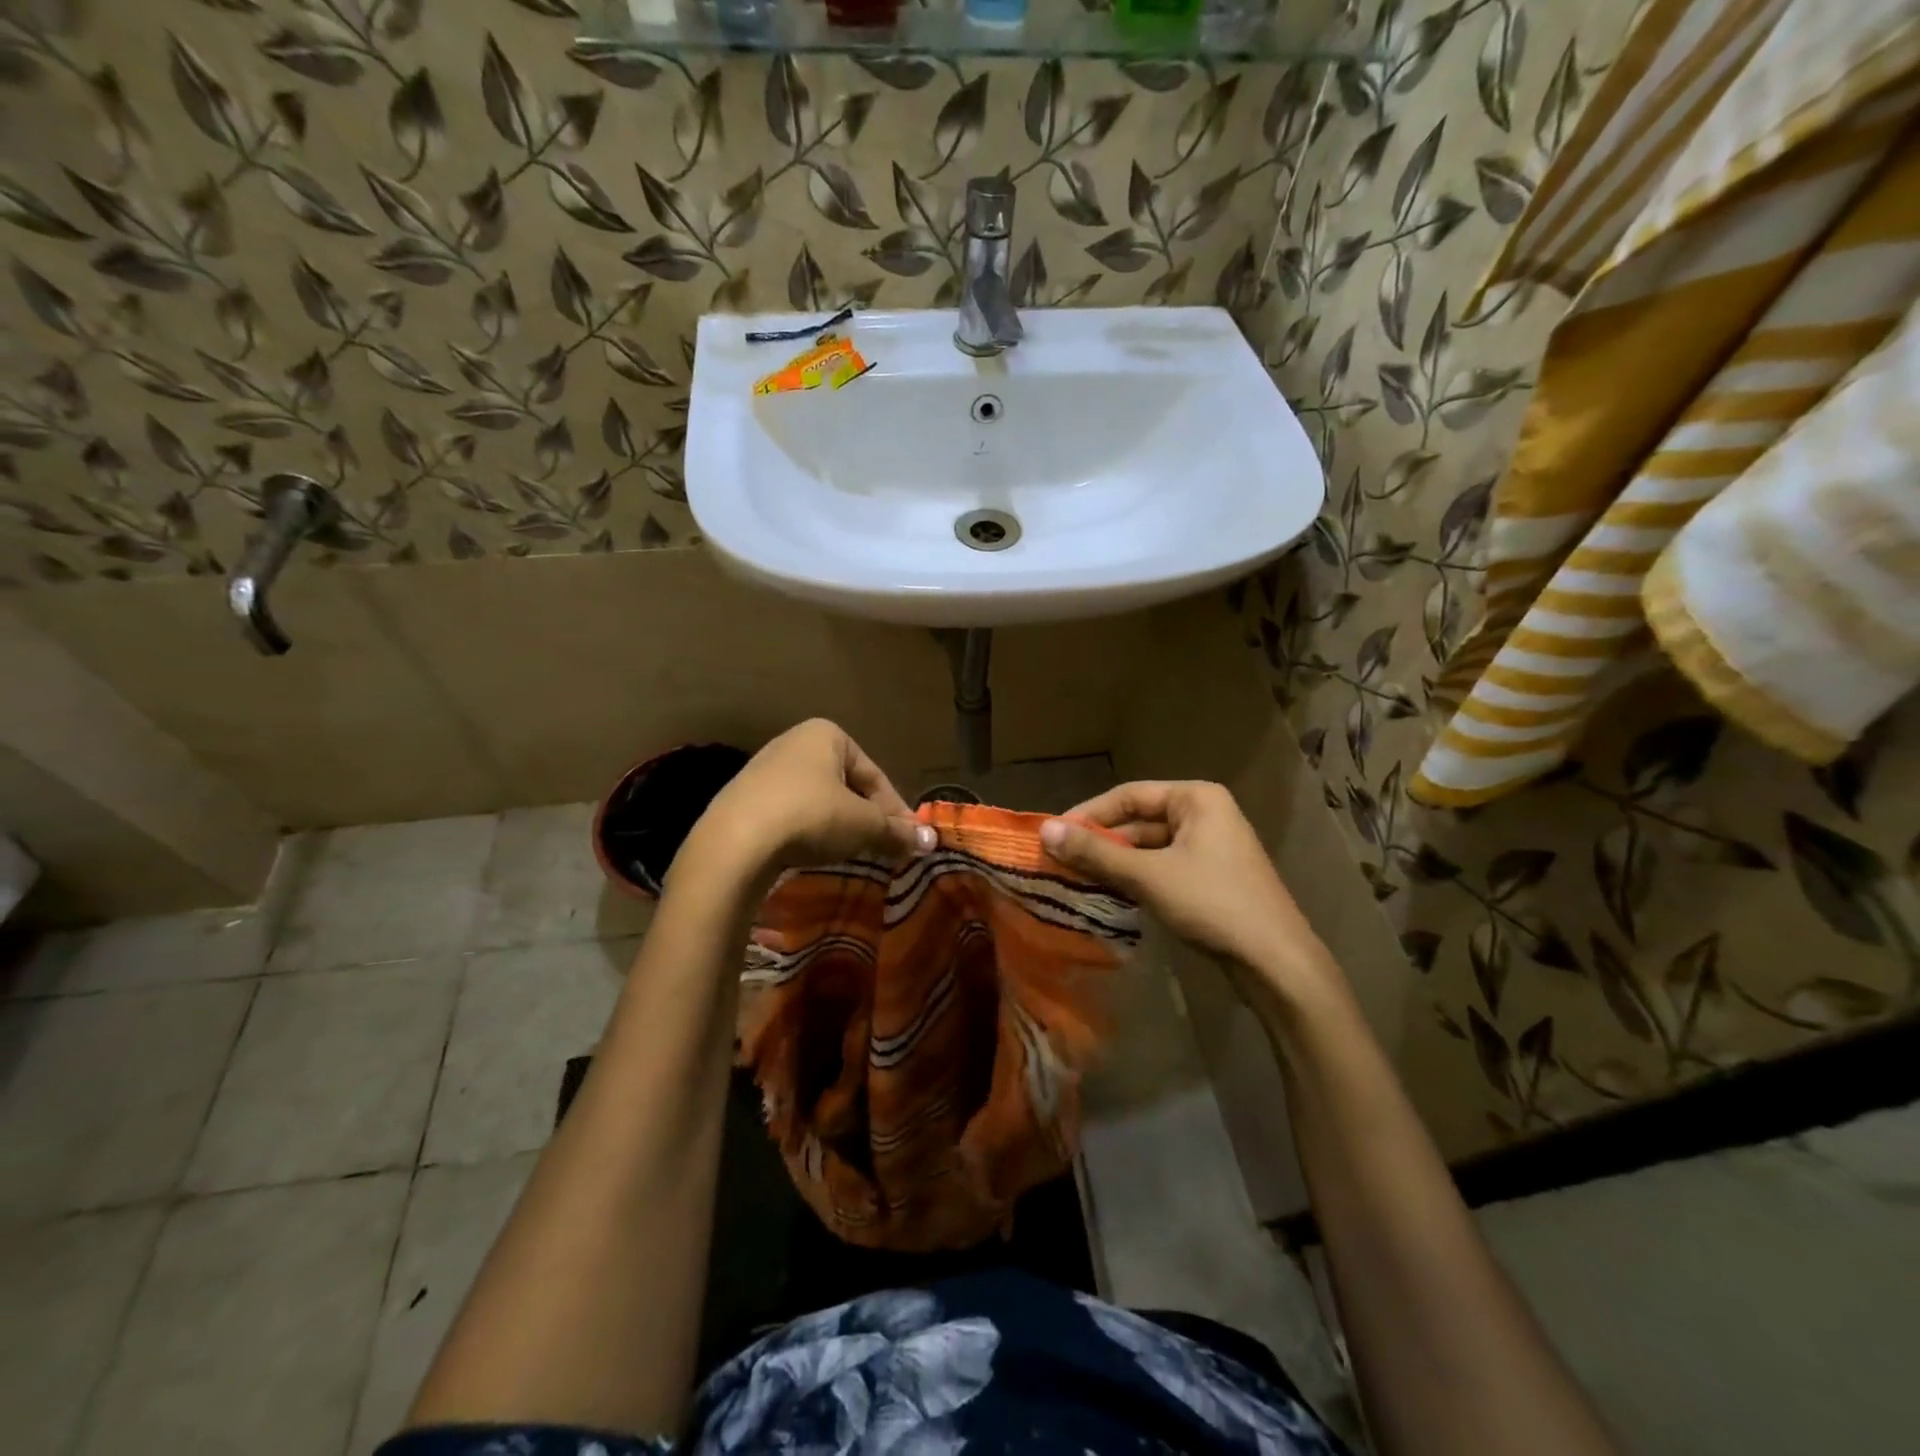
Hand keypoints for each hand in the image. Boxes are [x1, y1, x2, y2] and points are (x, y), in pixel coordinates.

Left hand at [680, 720, 933, 888]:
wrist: (735, 842)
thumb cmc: (810, 817)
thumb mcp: (863, 825)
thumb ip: (896, 831)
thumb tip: (929, 842)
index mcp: (826, 734)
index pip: (874, 774)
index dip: (895, 810)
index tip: (908, 840)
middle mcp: (794, 742)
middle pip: (846, 785)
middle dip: (866, 817)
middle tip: (883, 848)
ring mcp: (764, 770)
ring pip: (818, 800)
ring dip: (838, 826)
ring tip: (850, 854)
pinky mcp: (743, 799)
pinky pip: (789, 813)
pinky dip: (807, 832)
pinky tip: (811, 854)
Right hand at [1040, 781, 1343, 1003]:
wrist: (1276, 962)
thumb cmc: (1213, 904)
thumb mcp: (1148, 875)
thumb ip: (1096, 852)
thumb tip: (1045, 831)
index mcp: (1196, 798)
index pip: (1128, 795)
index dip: (1088, 813)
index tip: (1052, 834)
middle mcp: (1205, 814)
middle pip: (1139, 821)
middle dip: (1100, 841)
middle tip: (1058, 861)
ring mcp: (1210, 847)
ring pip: (1149, 848)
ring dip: (1115, 862)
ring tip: (1075, 878)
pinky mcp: (1211, 878)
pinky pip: (1162, 868)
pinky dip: (1135, 878)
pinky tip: (1109, 894)